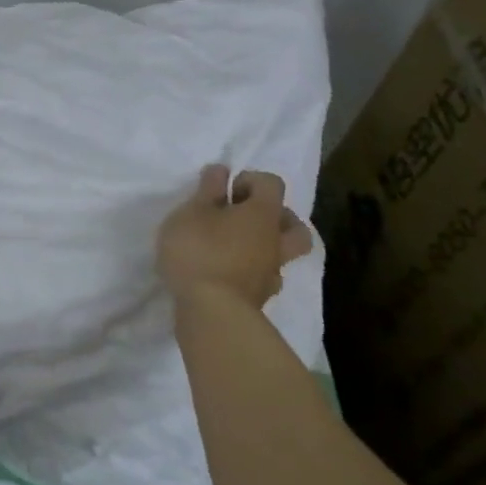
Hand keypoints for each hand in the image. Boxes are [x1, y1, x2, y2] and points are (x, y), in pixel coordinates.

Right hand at [157, 165, 312, 313]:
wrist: (211, 313)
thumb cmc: (199, 251)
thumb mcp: (191, 211)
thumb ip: (207, 190)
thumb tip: (222, 171)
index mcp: (262, 214)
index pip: (272, 185)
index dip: (250, 180)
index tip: (224, 191)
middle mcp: (275, 242)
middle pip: (294, 225)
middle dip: (274, 216)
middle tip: (244, 216)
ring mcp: (270, 274)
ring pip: (282, 253)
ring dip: (264, 245)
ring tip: (233, 245)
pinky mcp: (259, 299)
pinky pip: (263, 277)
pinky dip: (251, 270)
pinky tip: (227, 270)